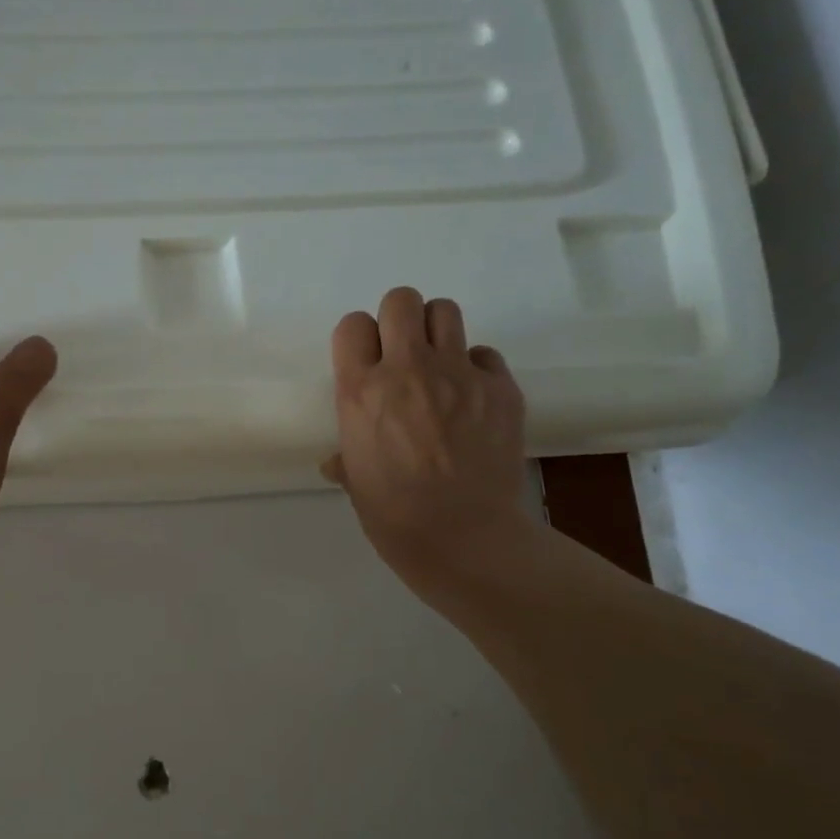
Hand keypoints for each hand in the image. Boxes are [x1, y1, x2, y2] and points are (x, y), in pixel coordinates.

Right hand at [323, 286, 541, 602]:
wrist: (463, 538)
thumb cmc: (392, 515)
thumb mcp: (355, 480)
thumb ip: (347, 454)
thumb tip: (338, 462)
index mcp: (361, 390)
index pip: (353, 325)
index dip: (359, 339)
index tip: (366, 361)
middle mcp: (407, 369)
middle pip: (401, 300)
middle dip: (398, 320)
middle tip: (403, 353)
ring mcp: (459, 374)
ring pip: (445, 311)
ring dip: (436, 332)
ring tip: (439, 364)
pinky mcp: (501, 388)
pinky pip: (485, 354)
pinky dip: (476, 368)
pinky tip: (473, 398)